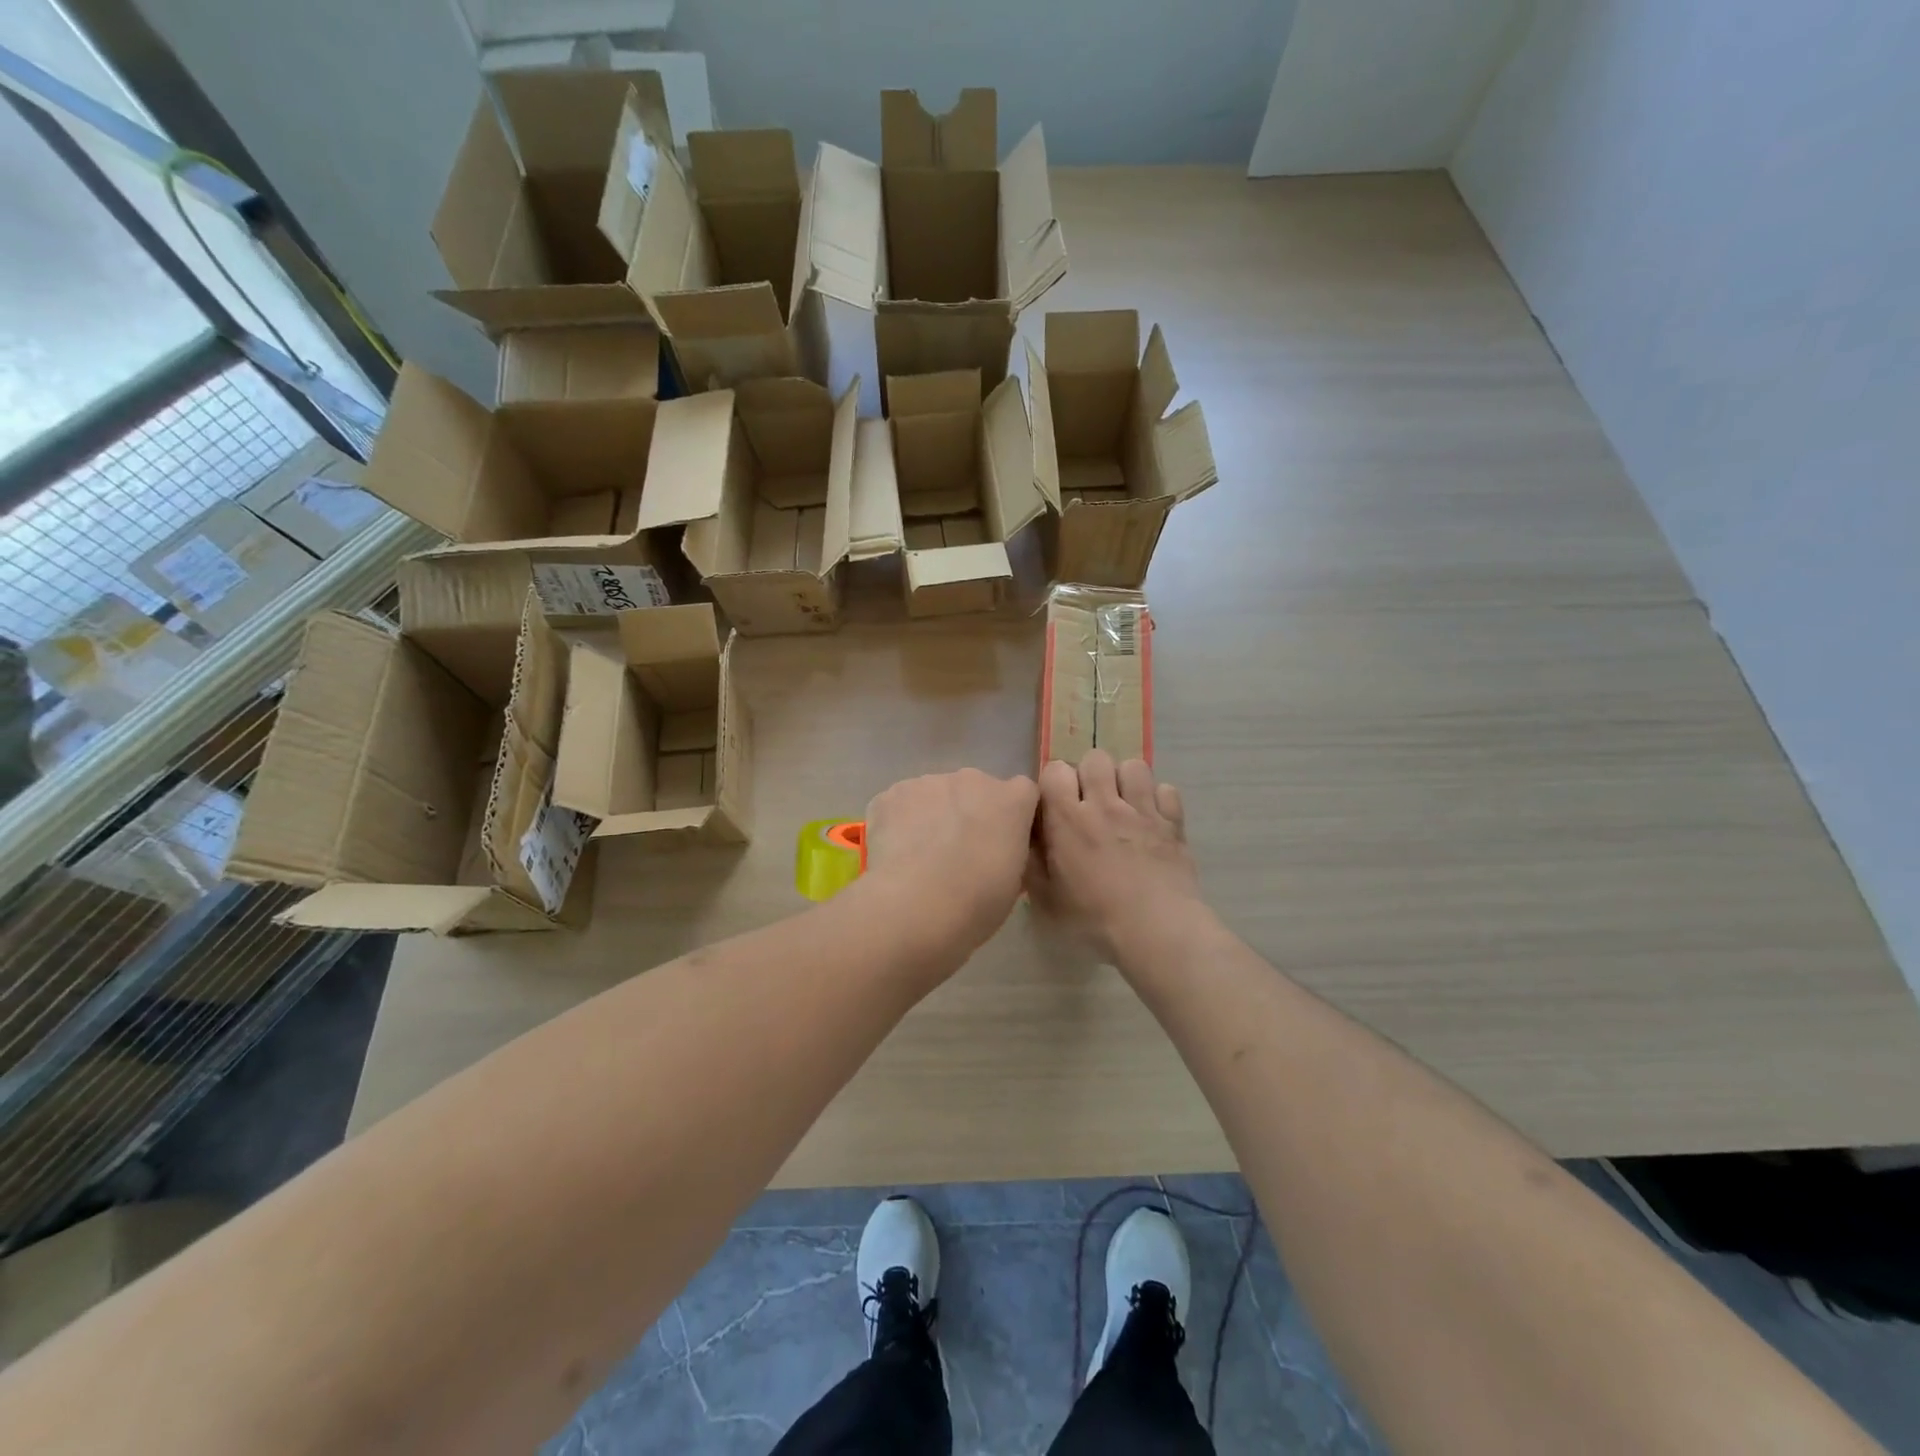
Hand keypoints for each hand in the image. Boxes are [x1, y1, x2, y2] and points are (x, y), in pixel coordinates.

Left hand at [863, 768, 1040, 954]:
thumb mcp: (1014, 882)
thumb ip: (1011, 851)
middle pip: (974, 789)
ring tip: (921, 857)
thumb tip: (999, 850)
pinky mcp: (890, 795)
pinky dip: (898, 823)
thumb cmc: (977, 903)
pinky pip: (900, 805)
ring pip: (934, 794)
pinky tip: (895, 854)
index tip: (1002, 843)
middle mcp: (972, 779)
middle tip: (958, 853)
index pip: (1022, 794)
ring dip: (933, 815)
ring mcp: (928, 782)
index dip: (1011, 817)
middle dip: (969, 813)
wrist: (915, 907)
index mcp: (1012, 800)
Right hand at [1032, 751, 1206, 962]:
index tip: (1055, 806)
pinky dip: (1158, 800)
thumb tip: (1026, 837)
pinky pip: (1166, 790)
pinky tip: (1152, 821)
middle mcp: (1105, 804)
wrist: (1157, 931)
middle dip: (1089, 774)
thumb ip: (1031, 862)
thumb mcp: (1046, 899)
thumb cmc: (1094, 919)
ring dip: (1125, 780)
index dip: (1053, 783)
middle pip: (1095, 758)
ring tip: (1122, 804)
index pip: (1055, 770)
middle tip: (1089, 802)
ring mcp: (1143, 810)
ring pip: (1134, 766)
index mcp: (1068, 819)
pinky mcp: (1173, 823)